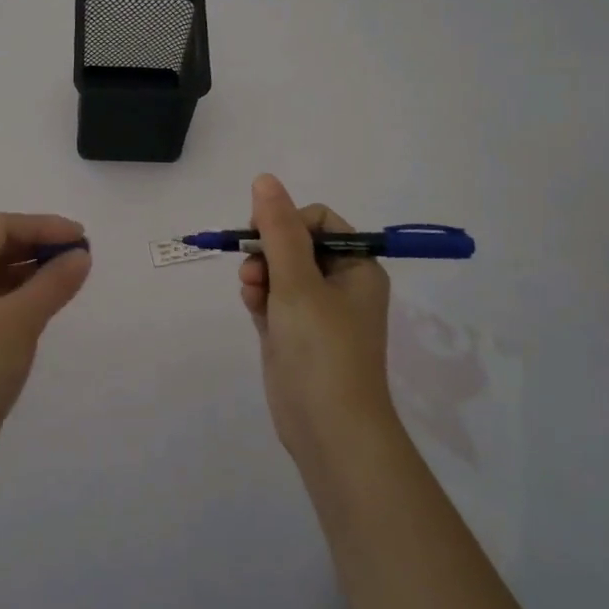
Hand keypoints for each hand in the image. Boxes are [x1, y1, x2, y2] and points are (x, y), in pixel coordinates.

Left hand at [0, 213, 91, 482]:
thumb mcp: (19, 322)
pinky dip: (16, 303)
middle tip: (78, 261)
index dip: (43, 226)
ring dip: (28, 276)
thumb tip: (80, 256)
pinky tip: (40, 315)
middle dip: (36, 249)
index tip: (82, 239)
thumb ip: (53, 283)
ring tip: (66, 285)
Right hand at [239, 175, 393, 463]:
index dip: (287, 221)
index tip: (261, 235)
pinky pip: (273, 299)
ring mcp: (317, 312)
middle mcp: (341, 285)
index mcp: (357, 267)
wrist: (328, 429)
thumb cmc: (321, 348)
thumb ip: (278, 229)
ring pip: (280, 271)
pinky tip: (252, 307)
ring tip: (251, 292)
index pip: (319, 221)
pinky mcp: (295, 334)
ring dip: (260, 274)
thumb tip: (264, 179)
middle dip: (268, 251)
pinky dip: (260, 297)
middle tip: (253, 269)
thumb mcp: (297, 281)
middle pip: (296, 244)